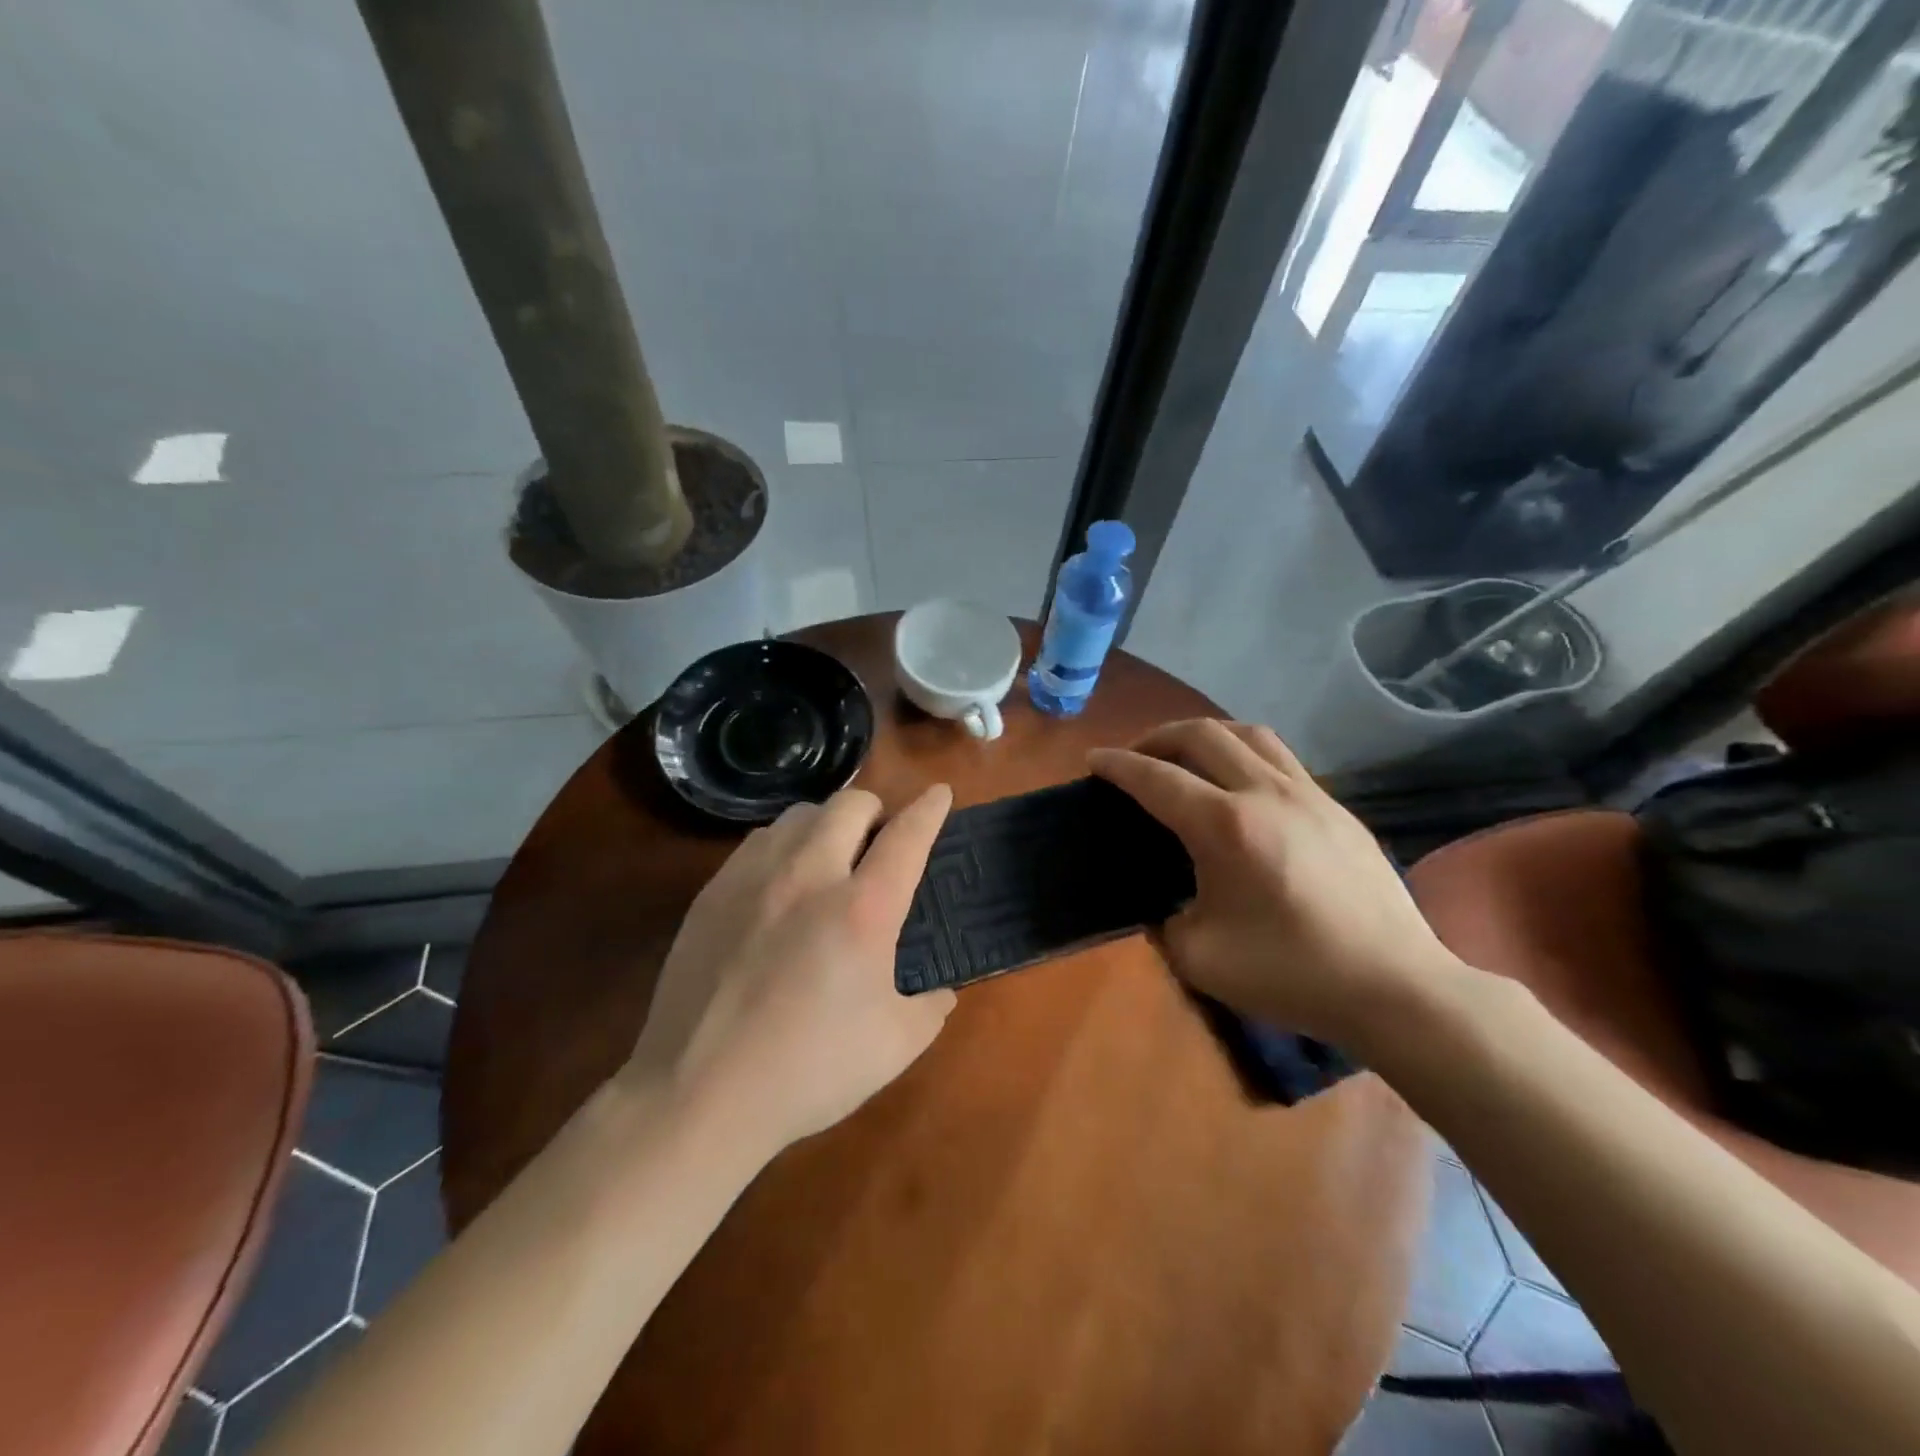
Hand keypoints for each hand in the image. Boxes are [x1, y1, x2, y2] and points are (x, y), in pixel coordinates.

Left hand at [625, 785, 956, 1153]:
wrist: (699, 1094)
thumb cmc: (808, 1070)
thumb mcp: (896, 1046)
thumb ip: (931, 1006)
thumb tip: (939, 989)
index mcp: (862, 909)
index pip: (907, 835)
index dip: (930, 808)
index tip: (940, 793)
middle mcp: (809, 876)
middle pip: (850, 803)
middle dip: (877, 810)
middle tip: (880, 843)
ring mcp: (754, 878)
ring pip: (800, 814)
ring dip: (828, 823)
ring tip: (830, 857)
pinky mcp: (713, 892)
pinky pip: (759, 841)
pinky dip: (784, 845)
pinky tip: (781, 883)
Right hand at [1089, 720, 1459, 1047]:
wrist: (1395, 988)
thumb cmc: (1291, 974)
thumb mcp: (1199, 958)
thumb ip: (1165, 920)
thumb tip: (1165, 901)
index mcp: (1225, 827)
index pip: (1156, 778)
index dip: (1118, 766)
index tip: (1093, 761)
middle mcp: (1265, 793)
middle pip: (1201, 735)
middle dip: (1157, 738)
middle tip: (1135, 757)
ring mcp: (1309, 795)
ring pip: (1248, 734)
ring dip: (1205, 735)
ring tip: (1185, 756)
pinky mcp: (1337, 808)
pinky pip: (1281, 758)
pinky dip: (1244, 754)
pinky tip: (1239, 786)